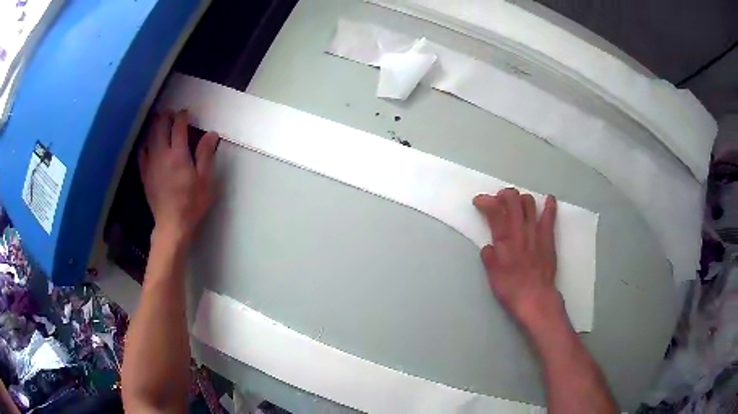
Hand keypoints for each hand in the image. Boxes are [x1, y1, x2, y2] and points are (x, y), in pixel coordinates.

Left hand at [138, 110, 218, 244]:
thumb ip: (206, 155)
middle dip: (165, 116)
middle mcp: (162, 155)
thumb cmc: (192, 204)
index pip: (178, 127)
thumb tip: (211, 134)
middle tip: (170, 112)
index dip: (182, 116)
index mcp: (178, 155)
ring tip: (158, 121)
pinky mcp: (144, 175)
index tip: (185, 113)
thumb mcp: (206, 180)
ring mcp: (150, 164)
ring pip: (149, 137)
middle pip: (160, 127)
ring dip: (154, 126)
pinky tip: (147, 143)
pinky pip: (141, 153)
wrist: (171, 225)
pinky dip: (145, 143)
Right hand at [473, 188, 563, 329]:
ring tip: (518, 203)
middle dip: (504, 194)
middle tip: (499, 198)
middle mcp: (520, 232)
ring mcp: (536, 233)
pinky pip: (549, 218)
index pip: (494, 211)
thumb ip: (489, 257)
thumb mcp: (492, 275)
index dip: (485, 201)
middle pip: (513, 201)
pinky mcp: (548, 238)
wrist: (535, 299)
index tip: (479, 201)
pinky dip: (549, 206)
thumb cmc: (511, 289)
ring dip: (522, 198)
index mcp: (504, 241)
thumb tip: (488, 247)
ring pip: (530, 204)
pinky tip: (549, 199)